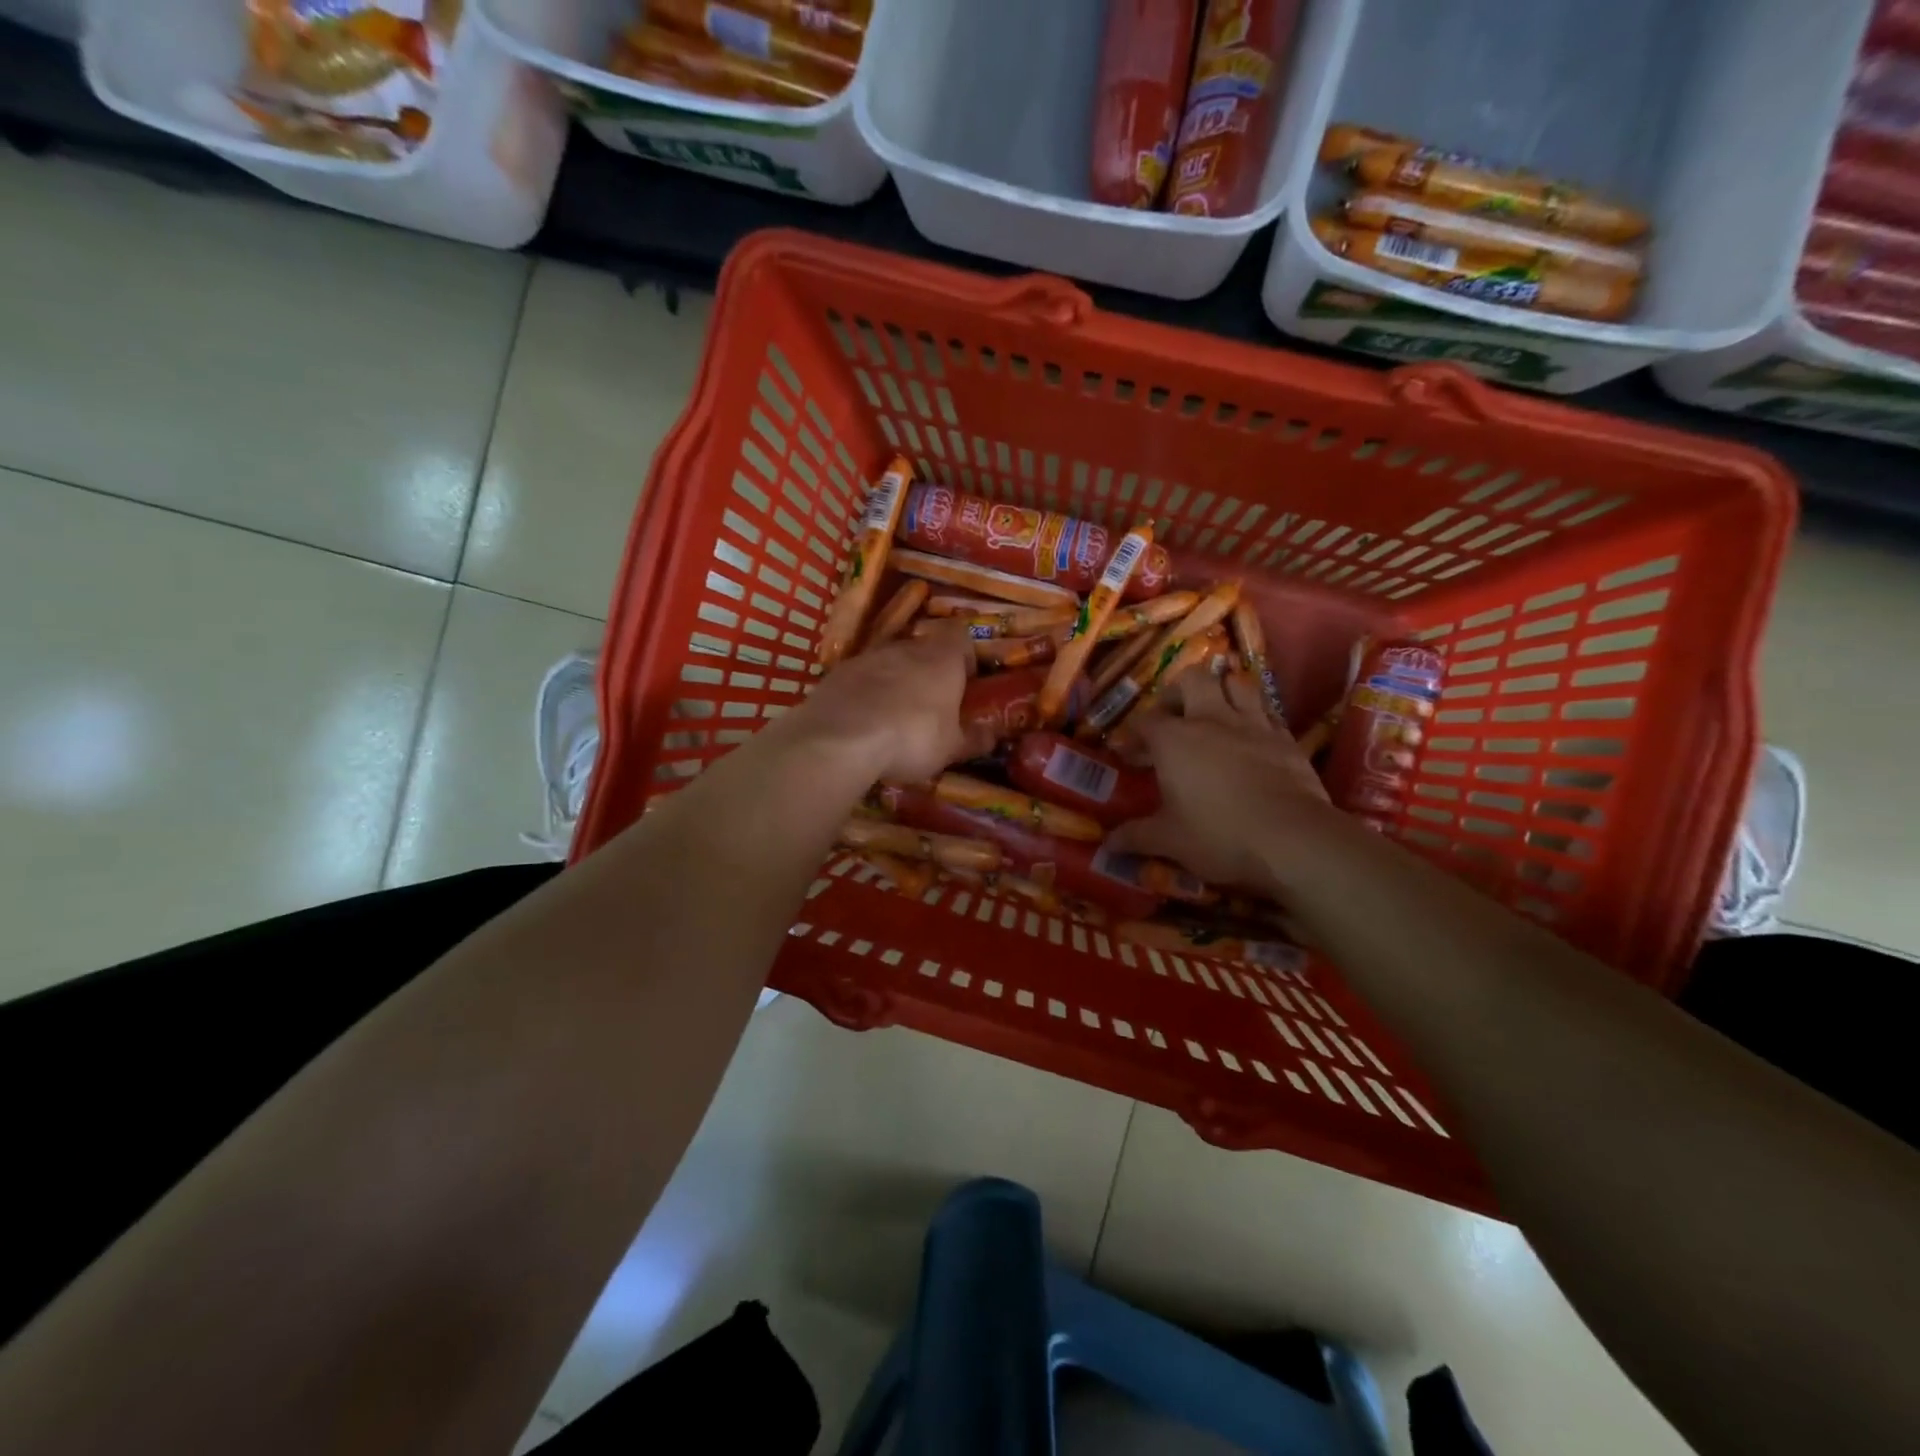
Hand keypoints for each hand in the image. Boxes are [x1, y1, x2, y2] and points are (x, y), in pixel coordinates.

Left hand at [783, 623, 991, 784]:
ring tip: (895, 718)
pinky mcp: (837, 673)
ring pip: (890, 663)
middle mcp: (906, 647)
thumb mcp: (951, 748)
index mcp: (942, 658)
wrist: (840, 737)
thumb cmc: (911, 737)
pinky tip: (864, 722)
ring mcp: (868, 657)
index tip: (966, 682)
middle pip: (924, 649)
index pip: (961, 637)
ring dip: (895, 683)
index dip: (965, 657)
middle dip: (929, 672)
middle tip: (932, 705)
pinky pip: (861, 679)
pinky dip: (866, 694)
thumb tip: (991, 735)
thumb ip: (973, 739)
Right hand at [1105, 672, 1329, 888]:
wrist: (1294, 840)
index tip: (1130, 755)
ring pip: (1236, 683)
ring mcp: (1253, 724)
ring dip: (1221, 691)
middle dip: (1178, 691)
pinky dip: (1254, 715)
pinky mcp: (1286, 738)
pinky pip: (1267, 711)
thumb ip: (1135, 836)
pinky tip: (1250, 736)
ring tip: (1213, 714)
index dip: (1134, 735)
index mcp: (1175, 740)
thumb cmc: (1220, 836)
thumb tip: (1107, 844)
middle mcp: (1211, 720)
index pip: (1145, 721)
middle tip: (1173, 717)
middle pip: (1193, 679)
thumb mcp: (1169, 841)